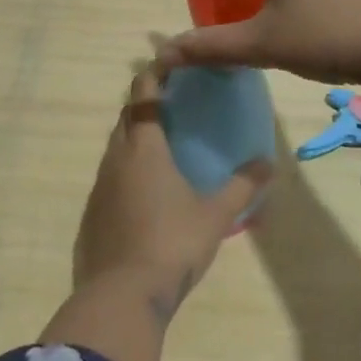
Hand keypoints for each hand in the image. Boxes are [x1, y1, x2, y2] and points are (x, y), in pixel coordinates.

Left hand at [74, 70, 268, 323]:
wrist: (121, 297)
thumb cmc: (171, 245)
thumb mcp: (215, 216)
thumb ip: (242, 186)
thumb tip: (268, 163)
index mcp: (144, 148)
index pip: (143, 94)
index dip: (154, 74)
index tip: (169, 62)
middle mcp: (116, 158)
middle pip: (126, 117)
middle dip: (145, 103)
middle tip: (173, 101)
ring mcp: (100, 186)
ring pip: (115, 146)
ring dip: (134, 136)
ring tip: (162, 143)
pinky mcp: (92, 212)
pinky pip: (109, 175)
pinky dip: (126, 168)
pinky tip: (145, 188)